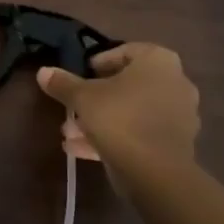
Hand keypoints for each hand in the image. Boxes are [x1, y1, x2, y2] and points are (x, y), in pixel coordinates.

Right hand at [36, 42, 199, 175]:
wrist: (155, 172)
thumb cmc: (120, 118)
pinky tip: (82, 149)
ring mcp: (180, 115)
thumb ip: (63, 83)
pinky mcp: (176, 144)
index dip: (99, 62)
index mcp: (158, 62)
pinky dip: (115, 138)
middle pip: (128, 84)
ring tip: (70, 133)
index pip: (125, 51)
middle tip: (73, 107)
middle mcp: (175, 83)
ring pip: (133, 111)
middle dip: (97, 97)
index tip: (80, 75)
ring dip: (102, 120)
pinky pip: (140, 133)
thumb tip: (43, 72)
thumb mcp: (82, 97)